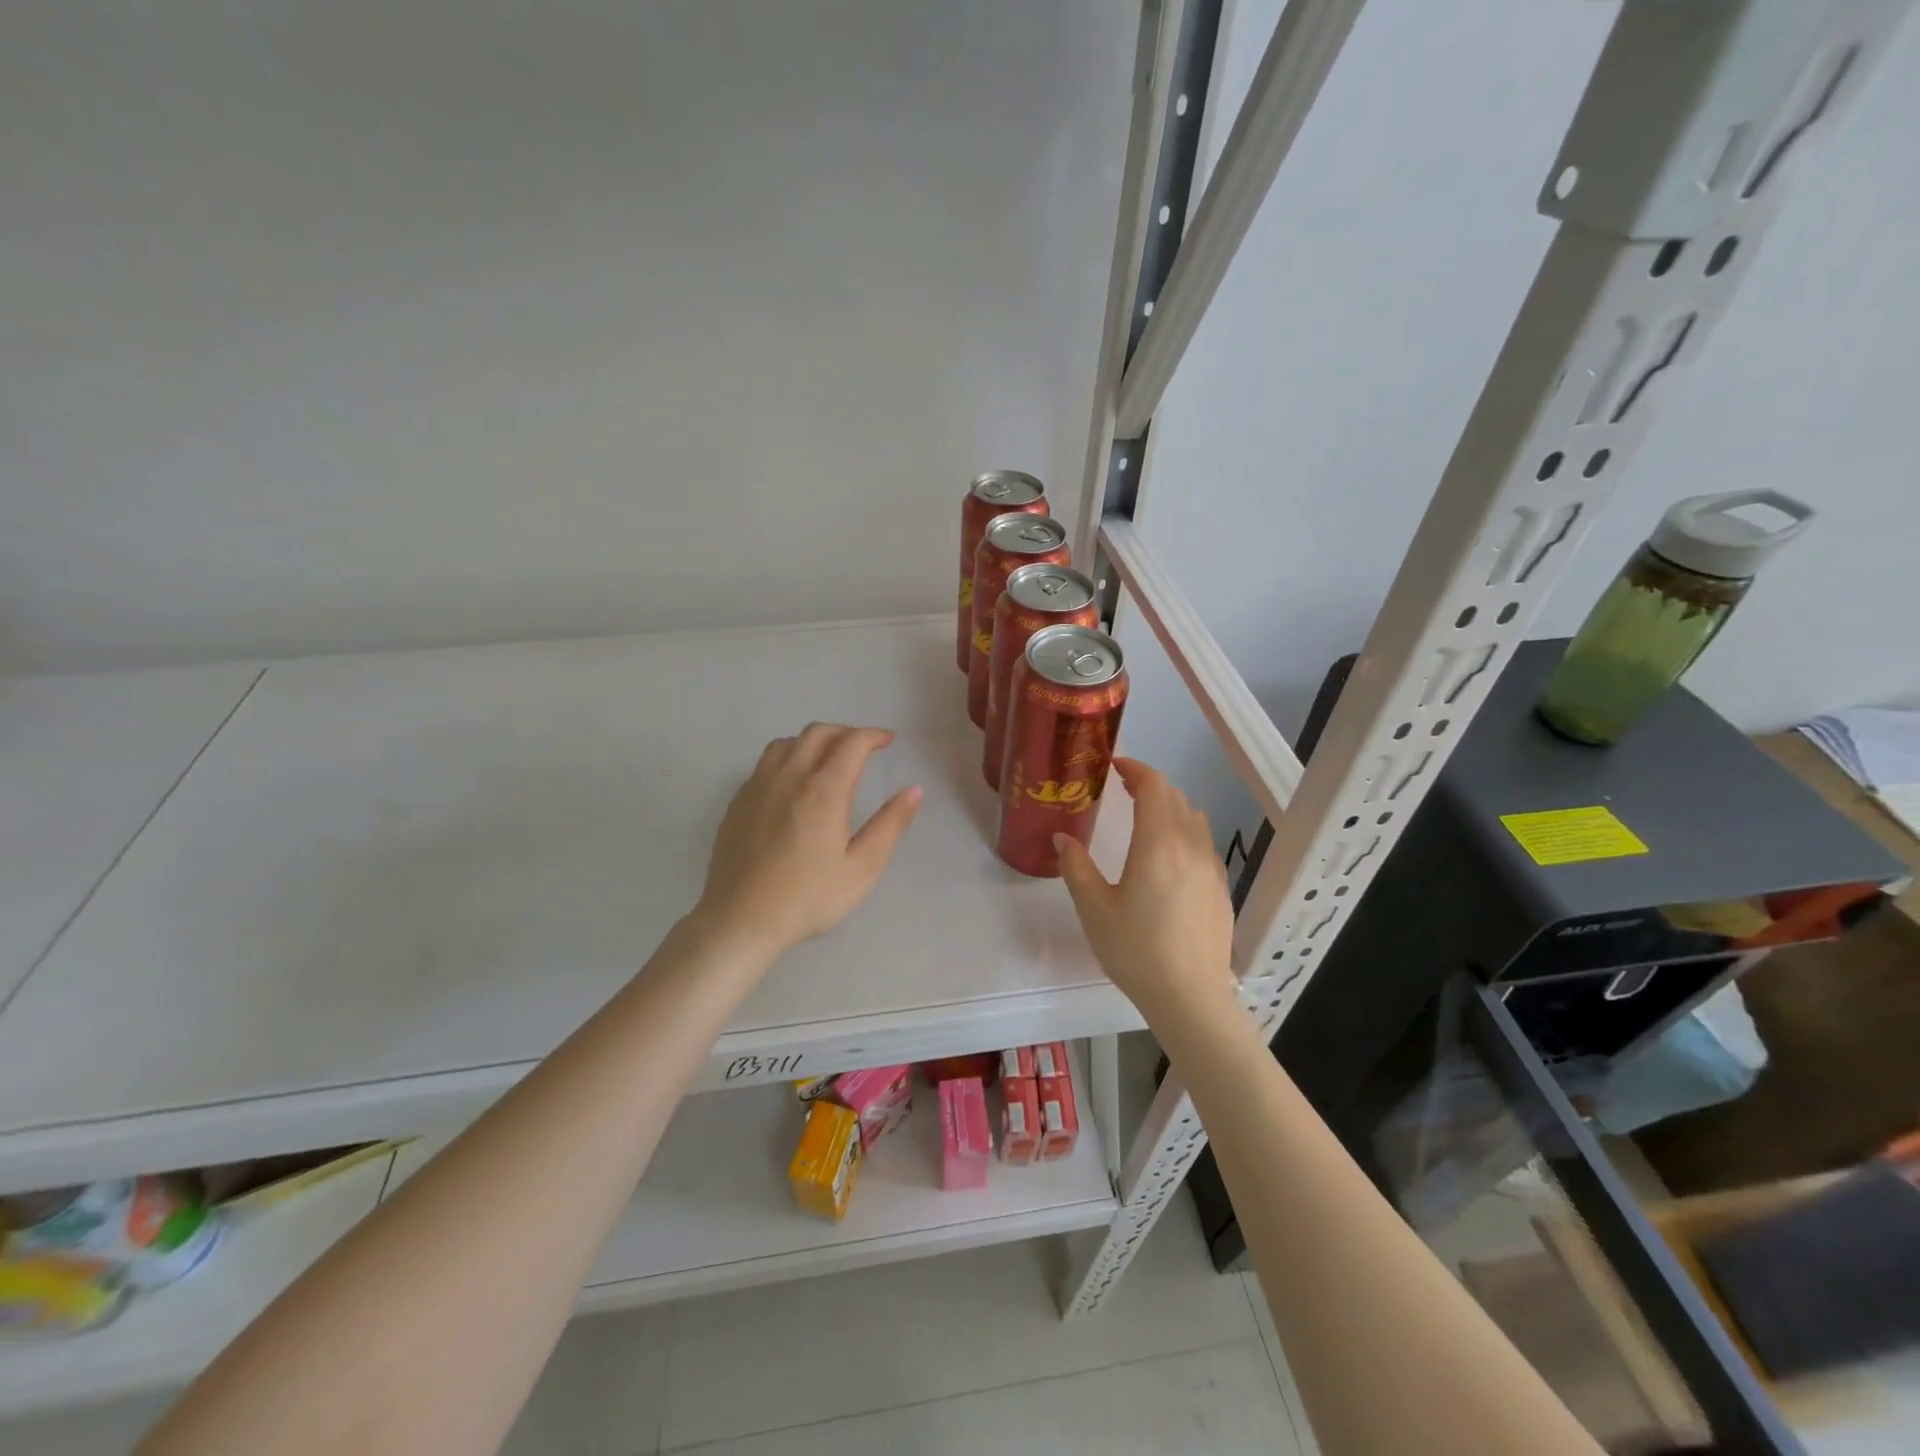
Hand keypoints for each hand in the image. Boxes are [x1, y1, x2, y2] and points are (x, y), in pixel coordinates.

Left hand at [691, 723, 920, 958]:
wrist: (740, 920)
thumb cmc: (808, 898)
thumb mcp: (862, 868)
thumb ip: (890, 825)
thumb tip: (913, 790)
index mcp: (824, 790)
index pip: (852, 743)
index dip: (873, 735)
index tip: (888, 740)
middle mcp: (789, 777)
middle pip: (817, 733)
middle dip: (845, 732)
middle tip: (863, 747)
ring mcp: (758, 788)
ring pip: (786, 743)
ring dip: (812, 741)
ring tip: (827, 758)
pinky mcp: (738, 803)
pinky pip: (764, 764)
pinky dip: (786, 758)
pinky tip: (791, 783)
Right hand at [1054, 758, 1234, 1021]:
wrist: (1190, 997)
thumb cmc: (1136, 950)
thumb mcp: (1094, 909)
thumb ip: (1076, 867)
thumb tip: (1062, 837)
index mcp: (1158, 844)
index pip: (1154, 786)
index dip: (1135, 769)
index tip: (1114, 765)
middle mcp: (1190, 846)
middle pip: (1175, 798)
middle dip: (1149, 785)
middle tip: (1123, 789)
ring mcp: (1212, 867)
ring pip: (1194, 818)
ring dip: (1170, 807)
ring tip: (1145, 817)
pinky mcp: (1221, 887)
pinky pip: (1204, 843)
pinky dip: (1185, 832)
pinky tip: (1169, 856)